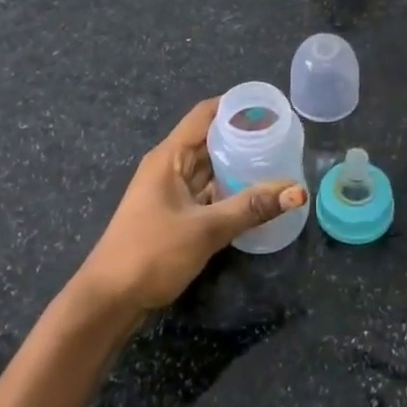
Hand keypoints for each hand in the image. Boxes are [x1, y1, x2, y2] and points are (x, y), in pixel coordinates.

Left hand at [70, 97, 307, 317]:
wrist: (108, 301)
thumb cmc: (151, 254)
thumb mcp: (206, 229)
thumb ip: (252, 207)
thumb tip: (298, 191)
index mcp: (169, 157)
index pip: (205, 115)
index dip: (236, 106)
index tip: (270, 107)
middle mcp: (168, 167)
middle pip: (209, 140)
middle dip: (243, 136)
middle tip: (283, 136)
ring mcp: (169, 192)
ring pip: (209, 168)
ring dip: (237, 165)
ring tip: (277, 161)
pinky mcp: (173, 215)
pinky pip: (206, 192)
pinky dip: (228, 190)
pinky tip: (255, 196)